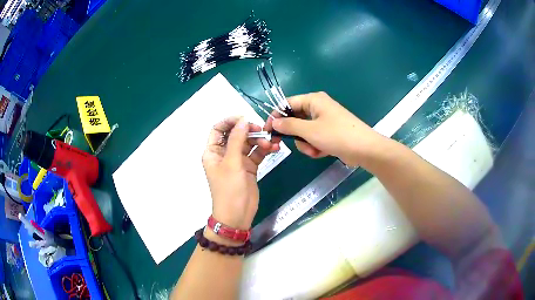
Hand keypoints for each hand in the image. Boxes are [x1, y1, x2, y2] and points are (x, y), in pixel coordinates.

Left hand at [202, 117, 279, 230]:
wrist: (237, 215)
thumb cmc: (229, 189)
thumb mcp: (232, 163)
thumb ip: (237, 140)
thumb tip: (243, 120)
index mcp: (213, 151)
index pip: (218, 129)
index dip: (230, 121)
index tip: (245, 118)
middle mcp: (224, 153)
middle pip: (236, 134)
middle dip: (249, 131)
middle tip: (262, 131)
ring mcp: (238, 160)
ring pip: (249, 143)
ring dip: (260, 140)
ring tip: (270, 144)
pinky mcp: (249, 167)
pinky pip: (257, 153)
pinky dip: (265, 150)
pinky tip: (275, 148)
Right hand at [266, 92, 384, 166]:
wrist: (364, 149)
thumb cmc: (337, 135)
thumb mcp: (309, 130)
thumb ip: (289, 126)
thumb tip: (274, 122)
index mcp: (313, 100)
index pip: (287, 103)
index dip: (276, 116)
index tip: (267, 131)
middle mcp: (318, 107)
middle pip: (295, 119)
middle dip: (296, 135)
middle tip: (293, 144)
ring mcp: (325, 120)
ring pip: (304, 131)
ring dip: (306, 144)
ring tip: (315, 150)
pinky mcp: (330, 132)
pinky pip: (314, 138)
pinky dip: (315, 146)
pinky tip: (322, 152)